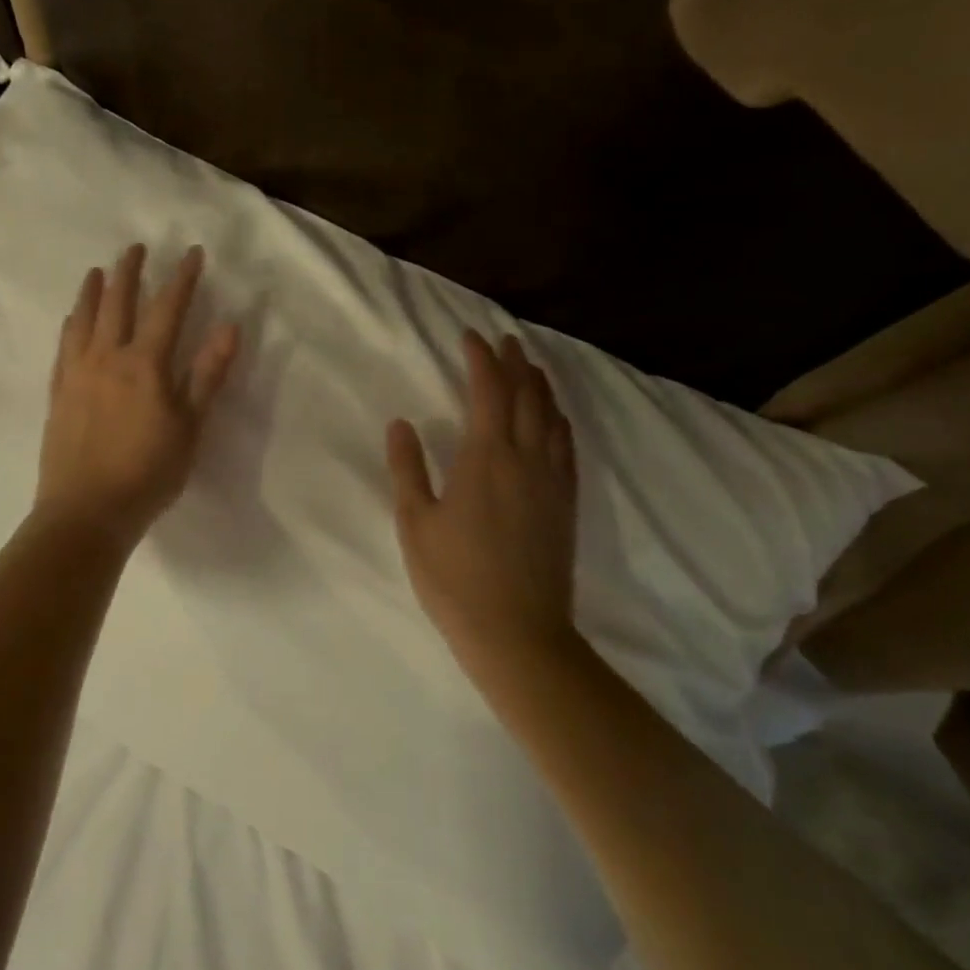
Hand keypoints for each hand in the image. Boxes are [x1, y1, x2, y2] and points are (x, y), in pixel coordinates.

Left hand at [35, 243, 240, 544]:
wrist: (85, 512)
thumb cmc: (148, 473)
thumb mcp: (190, 427)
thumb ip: (207, 375)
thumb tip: (230, 327)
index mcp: (145, 365)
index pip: (168, 309)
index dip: (182, 278)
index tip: (192, 252)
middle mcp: (107, 358)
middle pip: (118, 303)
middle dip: (130, 271)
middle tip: (136, 247)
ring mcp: (77, 374)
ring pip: (84, 319)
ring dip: (93, 290)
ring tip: (97, 271)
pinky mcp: (58, 393)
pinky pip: (64, 346)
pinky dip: (71, 324)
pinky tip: (71, 319)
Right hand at [387, 332, 578, 673]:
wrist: (518, 632)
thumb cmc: (455, 579)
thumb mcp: (416, 523)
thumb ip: (408, 468)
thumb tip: (401, 423)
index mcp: (486, 458)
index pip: (487, 391)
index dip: (480, 359)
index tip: (470, 336)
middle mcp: (526, 458)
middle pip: (526, 395)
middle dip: (515, 362)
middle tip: (505, 340)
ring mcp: (552, 481)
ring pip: (551, 417)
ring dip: (540, 385)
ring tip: (531, 366)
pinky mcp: (567, 503)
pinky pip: (567, 447)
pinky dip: (559, 421)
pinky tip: (556, 418)